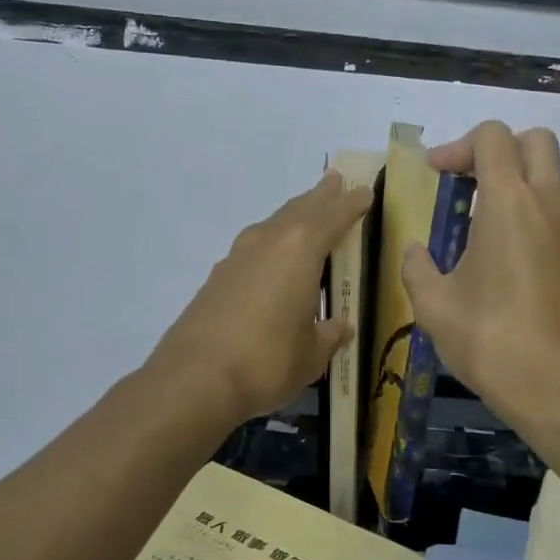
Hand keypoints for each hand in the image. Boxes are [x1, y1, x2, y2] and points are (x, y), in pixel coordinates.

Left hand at [151, 171, 372, 425]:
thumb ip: (329, 336)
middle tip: (335, 180)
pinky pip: (255, 247)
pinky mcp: (217, 277)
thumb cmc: (268, 361)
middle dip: (320, 196)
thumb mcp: (312, 355)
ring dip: (294, 216)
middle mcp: (268, 242)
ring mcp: (238, 257)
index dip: (351, 204)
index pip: (333, 217)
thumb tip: (341, 328)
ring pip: (273, 225)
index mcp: (300, 251)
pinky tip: (273, 258)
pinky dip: (271, 242)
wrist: (195, 378)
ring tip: (307, 211)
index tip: (364, 191)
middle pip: (300, 210)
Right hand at [402, 121, 559, 428]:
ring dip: (513, 182)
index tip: (434, 175)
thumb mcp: (433, 304)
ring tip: (473, 222)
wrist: (555, 385)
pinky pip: (552, 211)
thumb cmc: (489, 338)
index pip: (493, 137)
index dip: (457, 146)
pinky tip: (496, 254)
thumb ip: (417, 267)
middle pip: (535, 141)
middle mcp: (547, 204)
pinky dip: (526, 211)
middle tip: (464, 182)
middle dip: (496, 149)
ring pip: (548, 176)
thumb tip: (416, 251)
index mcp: (509, 202)